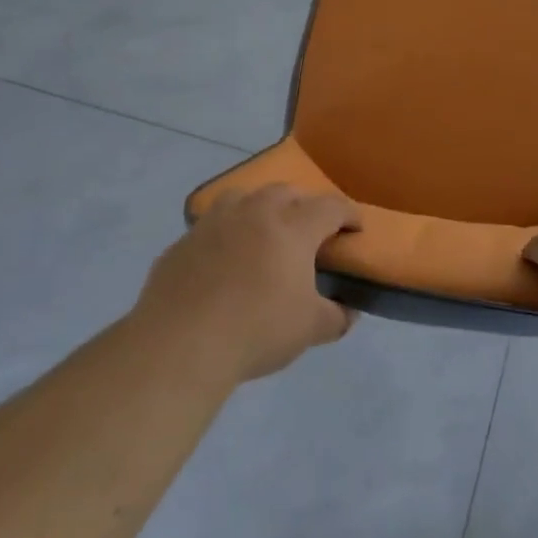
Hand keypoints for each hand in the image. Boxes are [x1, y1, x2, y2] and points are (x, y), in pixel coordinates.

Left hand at [139, 185, 360, 384]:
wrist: (181, 345)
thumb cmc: (257, 330)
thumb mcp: (310, 329)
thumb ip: (336, 317)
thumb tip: (348, 312)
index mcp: (291, 228)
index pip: (330, 207)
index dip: (348, 214)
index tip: (356, 227)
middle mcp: (253, 214)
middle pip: (285, 192)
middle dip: (303, 205)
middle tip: (309, 230)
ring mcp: (213, 225)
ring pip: (241, 198)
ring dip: (258, 208)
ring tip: (262, 231)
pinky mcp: (181, 244)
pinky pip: (209, 229)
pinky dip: (224, 236)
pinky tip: (222, 262)